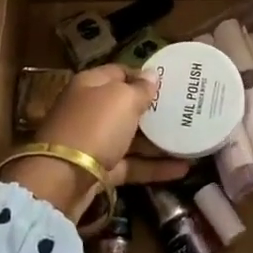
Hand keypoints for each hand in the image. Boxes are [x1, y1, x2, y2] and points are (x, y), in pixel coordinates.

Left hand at [1, 66, 189, 218]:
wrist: (61, 179)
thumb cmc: (94, 126)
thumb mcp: (122, 100)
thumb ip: (140, 88)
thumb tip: (151, 75)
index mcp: (90, 85)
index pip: (119, 72)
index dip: (143, 75)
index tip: (171, 82)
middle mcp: (90, 111)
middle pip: (125, 106)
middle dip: (153, 109)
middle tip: (185, 110)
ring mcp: (94, 142)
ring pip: (131, 137)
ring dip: (158, 140)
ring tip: (191, 140)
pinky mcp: (100, 171)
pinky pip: (132, 165)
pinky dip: (155, 167)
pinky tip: (183, 169)